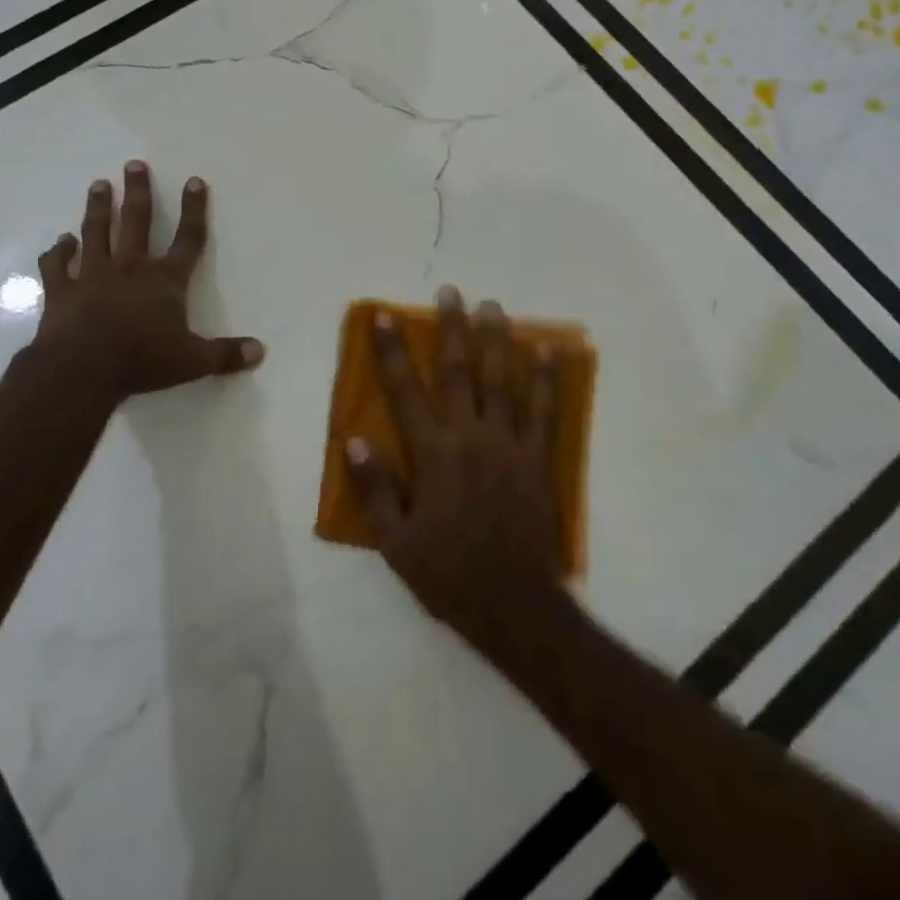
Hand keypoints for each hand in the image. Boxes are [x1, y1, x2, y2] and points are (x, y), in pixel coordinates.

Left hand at [31, 162, 263, 398]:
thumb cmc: (142, 361)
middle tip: (134, 164)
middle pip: (137, 221)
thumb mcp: (192, 361)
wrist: (81, 370)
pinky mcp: (61, 290)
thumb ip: (225, 355)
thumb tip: (259, 352)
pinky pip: (58, 265)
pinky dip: (58, 252)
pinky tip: (61, 241)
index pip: (188, 238)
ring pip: (96, 233)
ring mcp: (92, 275)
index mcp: (165, 280)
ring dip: (98, 208)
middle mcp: (130, 268)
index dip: (194, 209)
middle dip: (138, 192)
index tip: (194, 181)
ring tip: (99, 185)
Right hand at [346, 286, 573, 663]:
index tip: (385, 315)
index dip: (392, 350)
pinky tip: (546, 351)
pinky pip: (544, 410)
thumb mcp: (396, 543)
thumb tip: (352, 440)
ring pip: (502, 380)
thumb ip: (375, 488)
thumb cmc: (448, 575)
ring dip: (496, 339)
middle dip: (452, 328)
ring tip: (492, 305)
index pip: (404, 391)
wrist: (515, 607)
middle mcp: (470, 437)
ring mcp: (509, 445)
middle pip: (459, 371)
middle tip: (450, 291)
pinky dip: (545, 378)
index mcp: (432, 454)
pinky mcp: (538, 459)